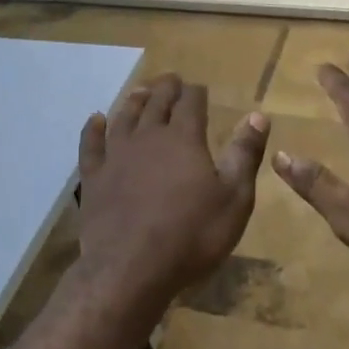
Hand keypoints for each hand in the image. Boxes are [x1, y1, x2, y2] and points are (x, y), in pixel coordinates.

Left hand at [77, 74, 270, 304]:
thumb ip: (245, 154)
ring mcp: (116, 156)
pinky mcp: (93, 178)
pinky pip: (91, 144)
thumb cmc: (192, 235)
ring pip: (124, 117)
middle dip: (166, 89)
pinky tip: (95, 120)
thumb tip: (258, 116)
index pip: (191, 103)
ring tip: (140, 91)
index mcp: (184, 139)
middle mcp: (148, 137)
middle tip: (171, 80)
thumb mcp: (234, 198)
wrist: (131, 268)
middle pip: (156, 103)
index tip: (200, 87)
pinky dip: (93, 129)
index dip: (197, 92)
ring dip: (134, 101)